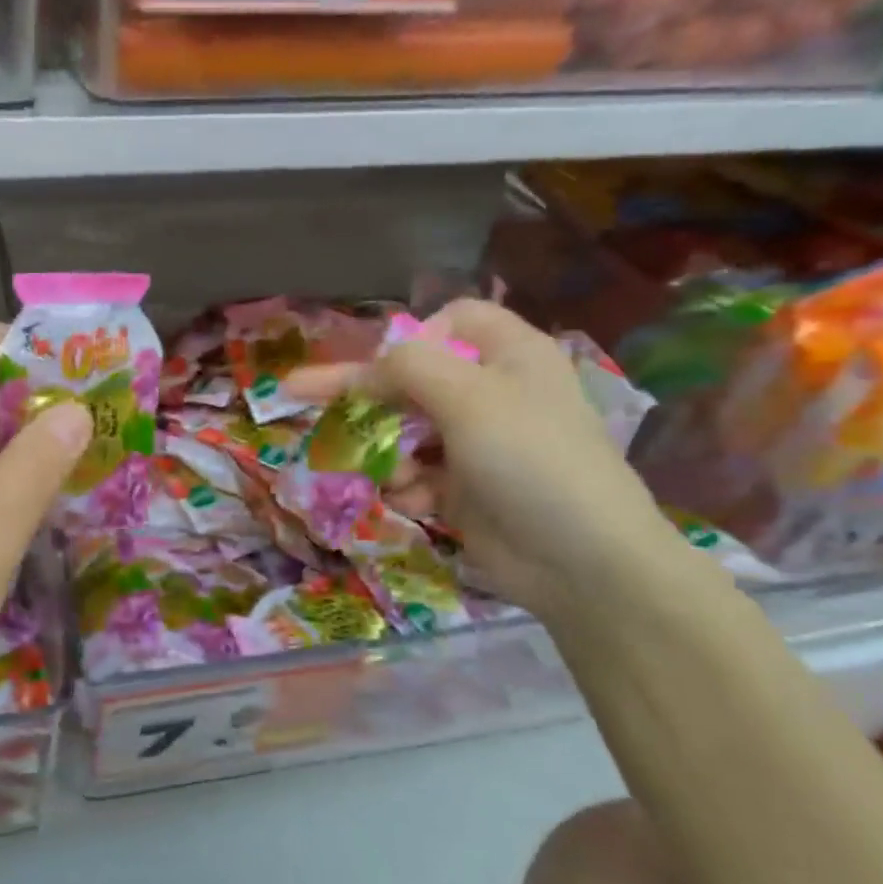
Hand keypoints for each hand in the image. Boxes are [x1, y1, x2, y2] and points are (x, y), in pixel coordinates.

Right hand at [286, 301, 676, 622]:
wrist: (582, 562)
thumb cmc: (530, 462)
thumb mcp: (468, 399)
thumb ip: (408, 367)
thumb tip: (370, 364)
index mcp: (509, 355)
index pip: (452, 321)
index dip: (414, 336)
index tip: (385, 367)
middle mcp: (492, 393)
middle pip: (413, 377)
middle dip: (367, 396)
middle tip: (300, 394)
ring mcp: (478, 444)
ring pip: (405, 429)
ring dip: (388, 450)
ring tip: (396, 477)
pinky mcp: (465, 489)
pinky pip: (416, 474)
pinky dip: (407, 487)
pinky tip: (415, 504)